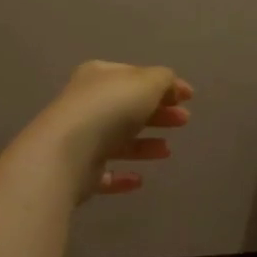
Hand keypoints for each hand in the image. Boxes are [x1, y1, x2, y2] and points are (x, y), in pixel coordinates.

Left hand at [37, 61, 193, 199]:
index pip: (135, 76)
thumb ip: (163, 80)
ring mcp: (80, 139)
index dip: (164, 85)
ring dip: (144, 144)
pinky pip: (105, 172)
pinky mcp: (78, 172)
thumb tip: (171, 85)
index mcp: (99, 77)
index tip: (189, 97)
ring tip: (167, 151)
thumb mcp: (145, 83)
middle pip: (128, 108)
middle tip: (184, 120)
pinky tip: (139, 180)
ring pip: (118, 140)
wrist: (67, 153)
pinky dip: (122, 175)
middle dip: (158, 113)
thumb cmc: (109, 109)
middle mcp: (86, 104)